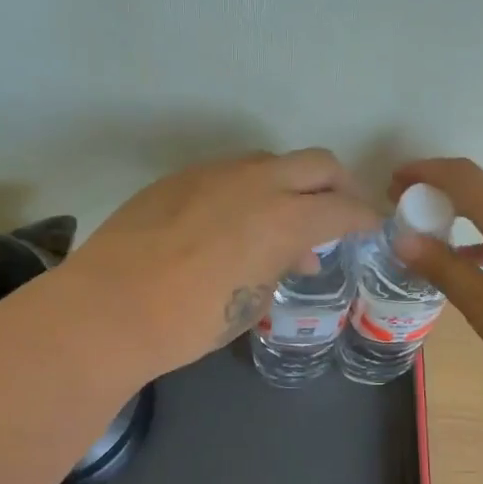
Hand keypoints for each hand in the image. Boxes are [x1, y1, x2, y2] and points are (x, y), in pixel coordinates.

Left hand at [63, 149, 379, 377]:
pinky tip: (230, 222)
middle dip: (338, 186)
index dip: (366, 218)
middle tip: (338, 213)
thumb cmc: (192, 321)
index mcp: (285, 218)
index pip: (345, 207)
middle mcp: (257, 182)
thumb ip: (283, 266)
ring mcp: (215, 173)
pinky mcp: (179, 177)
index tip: (372, 228)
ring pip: (270, 162)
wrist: (111, 309)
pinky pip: (229, 172)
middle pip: (318, 164)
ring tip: (279, 221)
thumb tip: (296, 252)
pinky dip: (247, 190)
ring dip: (289, 185)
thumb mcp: (254, 302)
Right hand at [389, 158, 482, 388]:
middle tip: (408, 211)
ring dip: (465, 218)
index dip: (424, 171)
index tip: (393, 182)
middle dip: (440, 195)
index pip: (462, 176)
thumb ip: (444, 269)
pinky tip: (481, 266)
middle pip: (481, 191)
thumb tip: (403, 239)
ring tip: (437, 240)